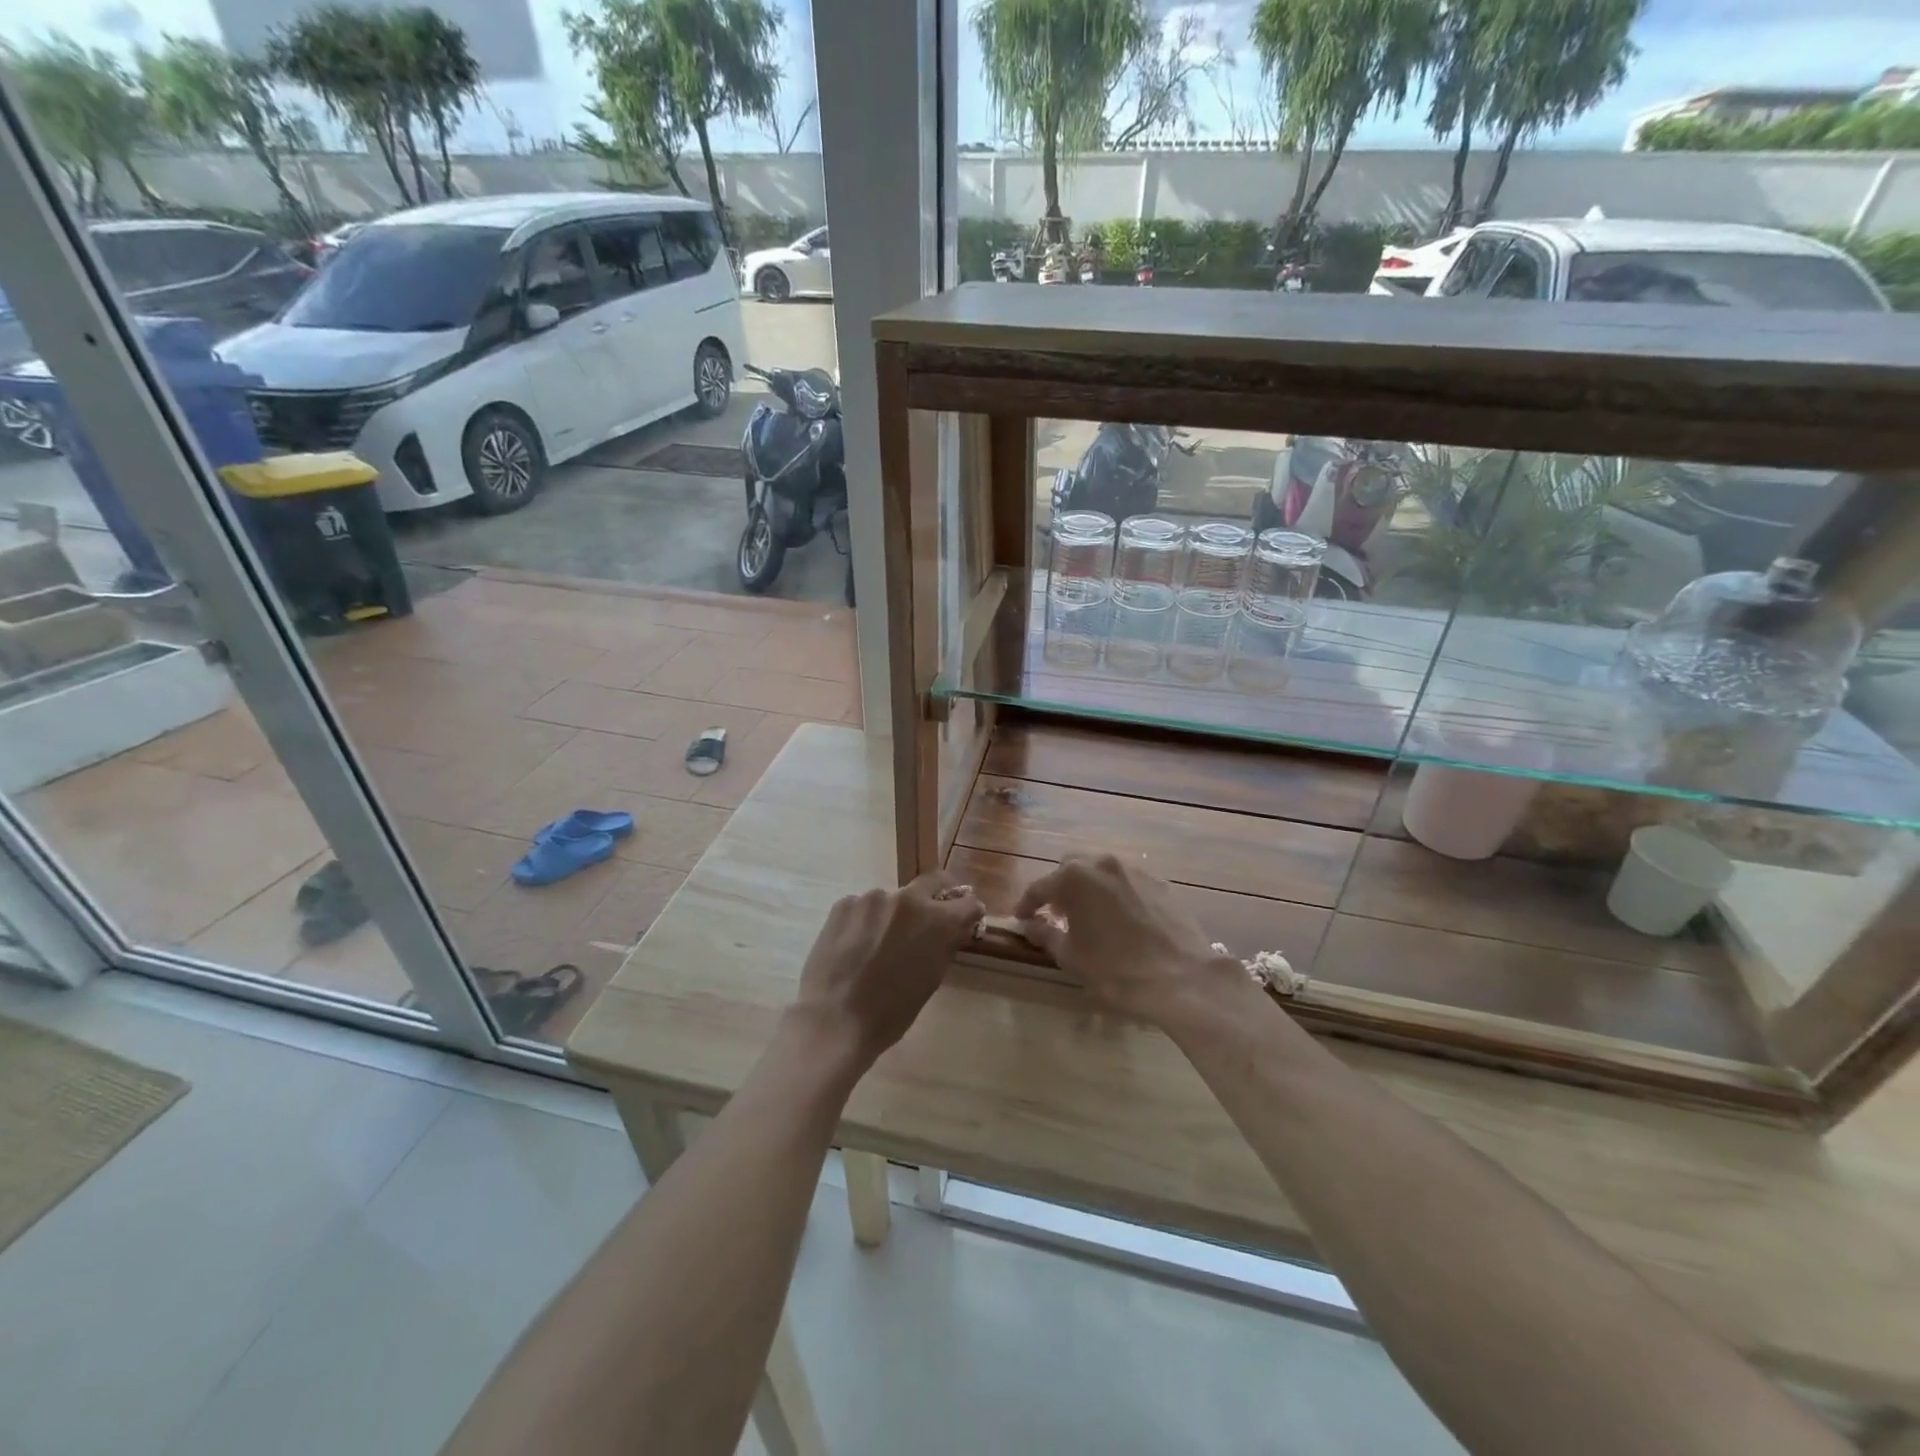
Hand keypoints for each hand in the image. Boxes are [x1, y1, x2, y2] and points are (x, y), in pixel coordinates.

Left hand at [789, 870, 982, 1072]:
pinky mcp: (844, 903)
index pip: (968, 902)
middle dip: (936, 896)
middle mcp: (909, 900)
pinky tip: (853, 947)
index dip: (968, 913)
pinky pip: (863, 907)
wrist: (835, 1020)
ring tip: (877, 945)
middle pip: (932, 881)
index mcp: (938, 921)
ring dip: (892, 915)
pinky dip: (865, 921)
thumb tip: (953, 929)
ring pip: (892, 899)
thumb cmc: (891, 1011)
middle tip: (926, 920)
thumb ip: (945, 945)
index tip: (961, 923)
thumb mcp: (931, 980)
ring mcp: (873, 898)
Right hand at [1014, 854, 1253, 1029]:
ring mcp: (1134, 869)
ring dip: (1089, 888)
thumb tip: (1030, 925)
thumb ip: (1045, 935)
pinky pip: (1127, 881)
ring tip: (1090, 916)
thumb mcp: (1072, 957)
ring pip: (1101, 871)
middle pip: (1071, 868)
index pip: (1040, 887)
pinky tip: (1120, 919)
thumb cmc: (1117, 970)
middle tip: (1057, 914)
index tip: (1021, 918)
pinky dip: (1116, 894)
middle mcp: (1102, 863)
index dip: (1027, 904)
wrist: (1182, 978)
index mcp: (1074, 878)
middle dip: (1060, 888)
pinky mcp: (1160, 881)